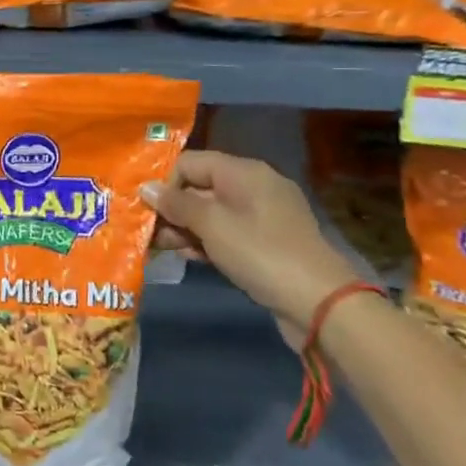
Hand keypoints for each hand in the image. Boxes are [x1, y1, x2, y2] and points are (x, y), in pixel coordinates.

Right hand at [143, 150, 362, 347]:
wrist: (319, 303)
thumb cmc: (260, 253)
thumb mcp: (212, 225)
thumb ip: (176, 204)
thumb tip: (146, 188)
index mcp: (243, 171)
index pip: (190, 162)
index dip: (165, 182)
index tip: (146, 208)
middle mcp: (253, 186)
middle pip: (200, 187)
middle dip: (171, 208)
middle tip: (147, 232)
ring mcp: (262, 216)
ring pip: (211, 213)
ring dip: (185, 228)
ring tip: (160, 248)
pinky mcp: (266, 243)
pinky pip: (227, 232)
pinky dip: (206, 242)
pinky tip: (188, 257)